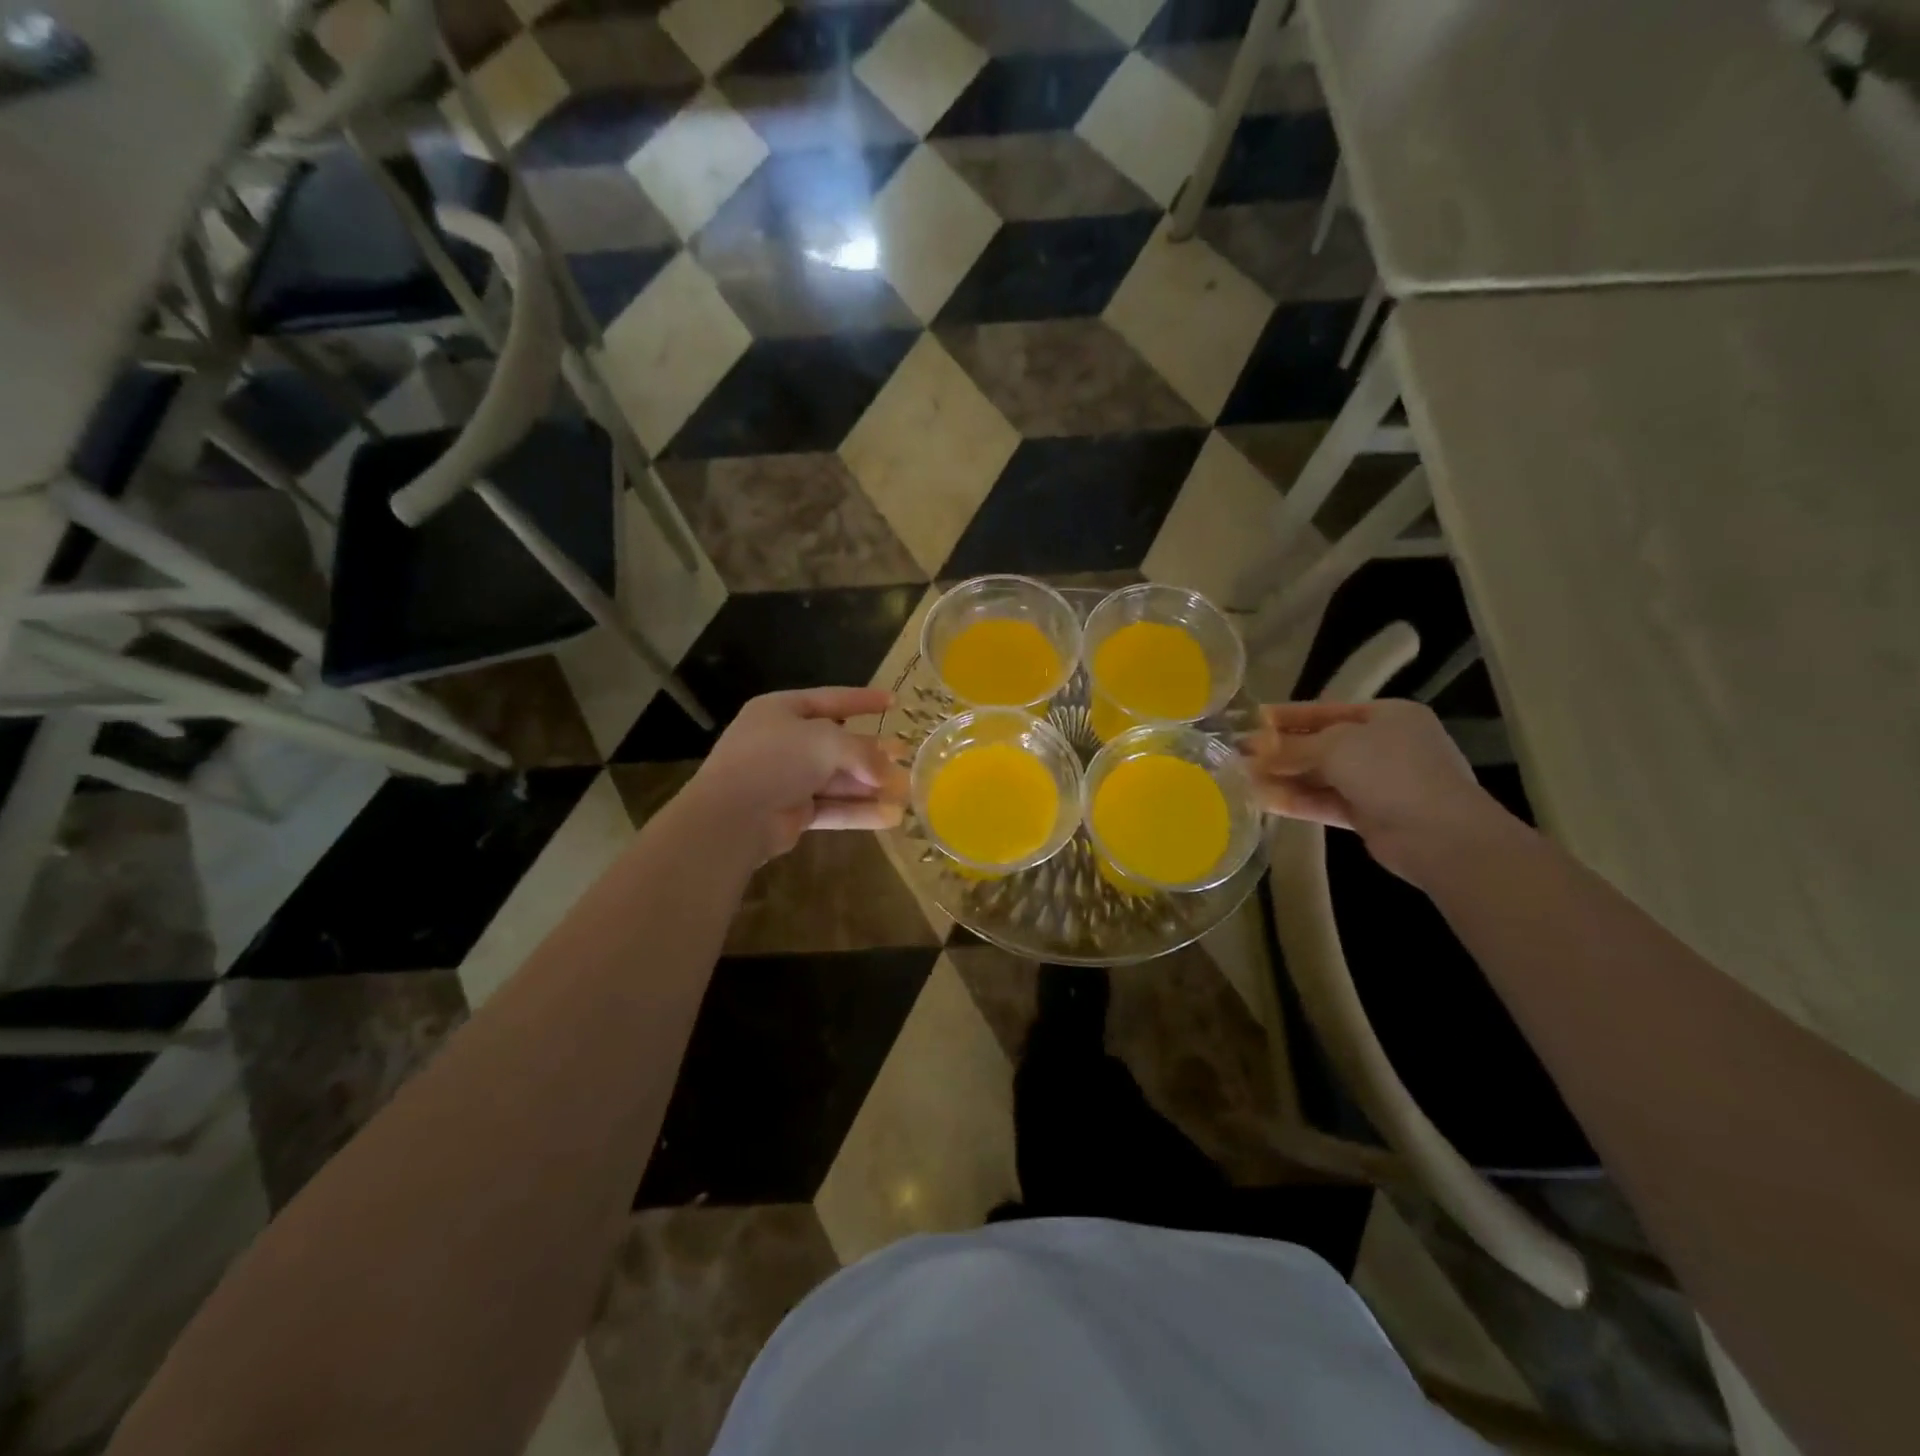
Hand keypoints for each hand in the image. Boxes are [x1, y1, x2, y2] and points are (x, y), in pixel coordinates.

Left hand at [686, 688, 906, 861]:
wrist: (732, 816)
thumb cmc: (776, 760)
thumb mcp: (825, 741)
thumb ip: (862, 752)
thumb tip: (888, 773)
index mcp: (782, 710)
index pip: (831, 699)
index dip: (863, 700)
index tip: (895, 701)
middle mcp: (784, 742)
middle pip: (837, 743)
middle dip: (873, 751)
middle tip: (906, 754)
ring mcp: (786, 779)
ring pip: (837, 779)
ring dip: (871, 786)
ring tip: (907, 791)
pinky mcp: (791, 813)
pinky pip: (832, 808)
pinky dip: (860, 812)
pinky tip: (891, 817)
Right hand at [1242, 699, 1504, 880]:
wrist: (1439, 835)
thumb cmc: (1391, 771)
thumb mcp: (1336, 746)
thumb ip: (1292, 747)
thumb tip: (1253, 748)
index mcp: (1387, 716)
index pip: (1326, 710)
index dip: (1286, 716)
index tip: (1250, 720)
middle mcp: (1383, 745)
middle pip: (1321, 743)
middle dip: (1280, 750)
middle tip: (1238, 753)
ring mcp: (1377, 782)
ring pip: (1320, 775)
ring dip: (1283, 776)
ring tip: (1241, 778)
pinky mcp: (1368, 814)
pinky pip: (1324, 801)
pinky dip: (1295, 800)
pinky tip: (1261, 799)